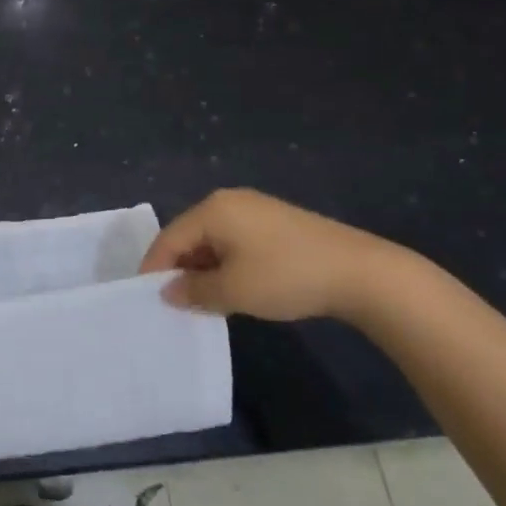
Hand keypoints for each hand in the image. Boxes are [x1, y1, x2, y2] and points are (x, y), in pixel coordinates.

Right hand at [141, 188, 424, 322]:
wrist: (361, 273)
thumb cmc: (286, 276)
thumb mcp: (234, 290)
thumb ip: (194, 290)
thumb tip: (168, 292)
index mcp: (212, 209)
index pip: (169, 239)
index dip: (154, 269)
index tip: (145, 298)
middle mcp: (228, 201)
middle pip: (189, 236)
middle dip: (180, 269)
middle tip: (175, 303)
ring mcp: (254, 209)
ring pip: (213, 240)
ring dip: (204, 269)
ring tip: (203, 301)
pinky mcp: (275, 222)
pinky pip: (234, 241)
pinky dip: (226, 264)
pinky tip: (234, 288)